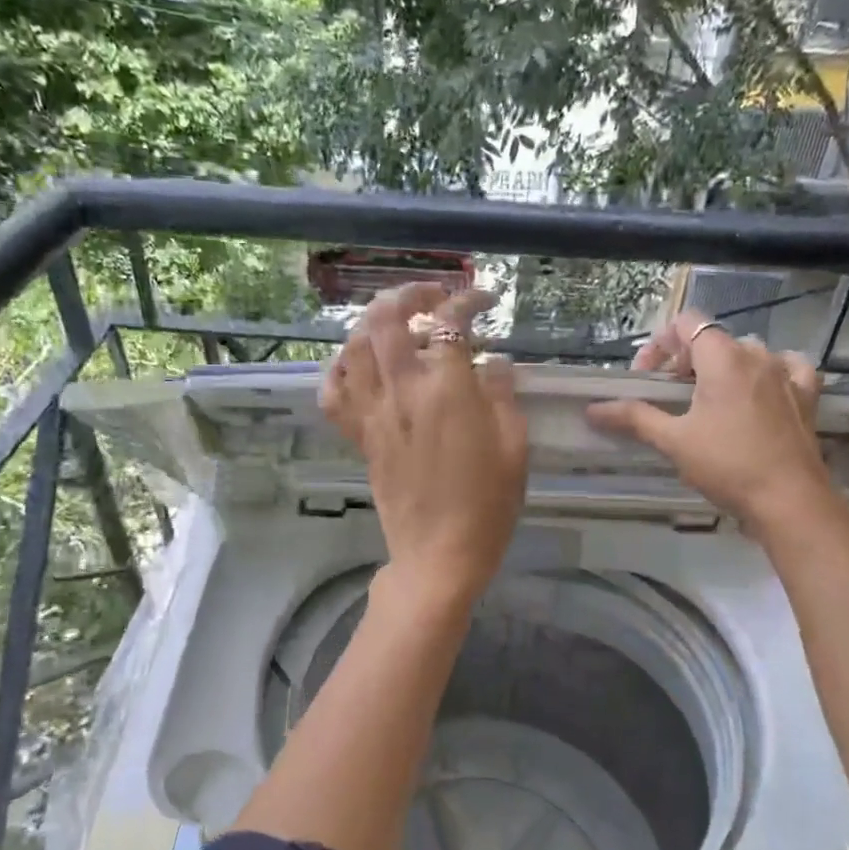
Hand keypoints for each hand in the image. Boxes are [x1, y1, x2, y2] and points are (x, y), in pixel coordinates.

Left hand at [321, 284, 528, 604]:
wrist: (438, 556)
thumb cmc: (487, 507)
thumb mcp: (514, 448)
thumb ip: (502, 395)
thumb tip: (493, 362)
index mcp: (447, 391)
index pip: (449, 322)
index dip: (468, 300)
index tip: (485, 300)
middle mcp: (402, 392)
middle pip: (387, 319)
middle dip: (410, 293)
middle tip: (434, 296)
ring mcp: (374, 414)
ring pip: (355, 347)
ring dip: (373, 321)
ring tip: (397, 321)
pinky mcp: (360, 437)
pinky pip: (335, 393)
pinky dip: (341, 368)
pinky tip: (360, 363)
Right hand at [585, 310, 830, 527]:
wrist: (788, 499)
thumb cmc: (726, 464)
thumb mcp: (673, 441)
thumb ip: (634, 417)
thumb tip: (594, 409)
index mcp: (722, 358)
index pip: (686, 323)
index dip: (661, 344)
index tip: (647, 379)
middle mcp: (756, 354)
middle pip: (713, 340)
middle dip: (685, 361)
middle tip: (669, 397)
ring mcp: (785, 373)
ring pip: (747, 353)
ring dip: (722, 368)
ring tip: (708, 401)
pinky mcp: (806, 395)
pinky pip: (787, 367)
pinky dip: (768, 373)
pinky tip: (761, 391)